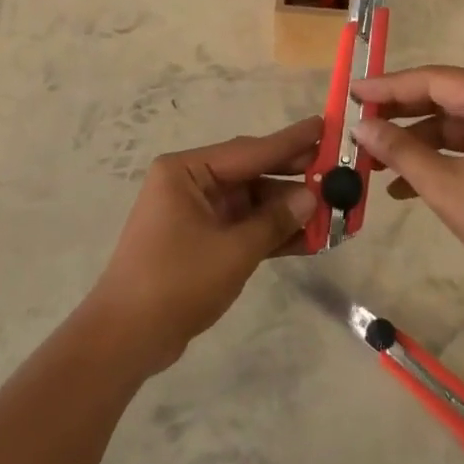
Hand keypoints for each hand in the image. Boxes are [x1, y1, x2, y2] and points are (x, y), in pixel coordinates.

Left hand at [86, 117, 321, 372]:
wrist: (126, 338)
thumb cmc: (176, 282)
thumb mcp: (233, 250)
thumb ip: (276, 220)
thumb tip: (312, 196)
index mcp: (187, 171)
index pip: (250, 150)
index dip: (291, 141)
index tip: (326, 125)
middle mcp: (190, 183)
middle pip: (252, 173)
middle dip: (294, 178)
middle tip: (337, 171)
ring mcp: (195, 212)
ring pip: (252, 203)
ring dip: (288, 211)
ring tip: (334, 212)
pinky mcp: (201, 240)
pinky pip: (243, 227)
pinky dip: (271, 232)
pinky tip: (310, 239)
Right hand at [350, 66, 463, 289]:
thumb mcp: (445, 185)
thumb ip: (400, 150)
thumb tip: (361, 127)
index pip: (432, 80)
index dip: (388, 87)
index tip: (353, 93)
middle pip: (442, 97)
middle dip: (398, 115)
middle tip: (358, 124)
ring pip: (451, 123)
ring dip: (414, 142)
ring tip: (373, 161)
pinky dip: (437, 158)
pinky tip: (403, 184)